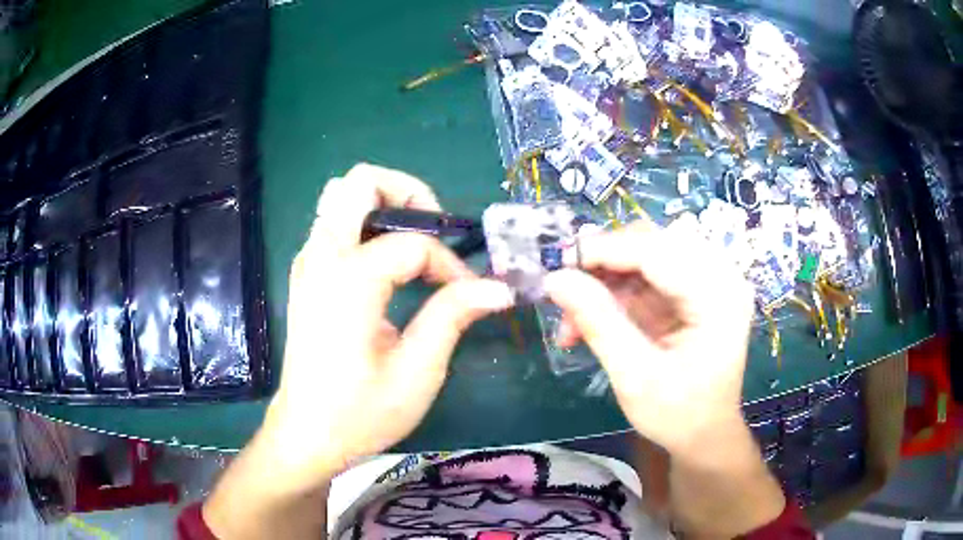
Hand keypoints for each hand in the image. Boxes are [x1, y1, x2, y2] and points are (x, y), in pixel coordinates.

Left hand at [264, 163, 514, 484]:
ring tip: (413, 245)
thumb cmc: (360, 413)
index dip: (449, 264)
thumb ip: (453, 315)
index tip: (469, 295)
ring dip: (384, 206)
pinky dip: (366, 226)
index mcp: (348, 281)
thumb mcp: (417, 371)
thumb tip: (498, 288)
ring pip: (341, 197)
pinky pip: (334, 224)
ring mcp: (308, 263)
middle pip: (359, 182)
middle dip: (407, 193)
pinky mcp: (307, 275)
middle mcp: (321, 258)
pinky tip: (387, 267)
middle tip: (435, 232)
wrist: (307, 434)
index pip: (412, 243)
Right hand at [544, 220, 754, 453]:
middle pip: (652, 244)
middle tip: (565, 292)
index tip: (557, 263)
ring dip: (604, 282)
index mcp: (718, 296)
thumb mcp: (635, 376)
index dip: (605, 251)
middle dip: (603, 266)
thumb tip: (555, 278)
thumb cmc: (678, 414)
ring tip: (573, 320)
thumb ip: (598, 322)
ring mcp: (707, 281)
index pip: (658, 252)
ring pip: (644, 255)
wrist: (704, 434)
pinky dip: (614, 293)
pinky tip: (590, 320)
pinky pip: (645, 275)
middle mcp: (719, 276)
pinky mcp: (692, 291)